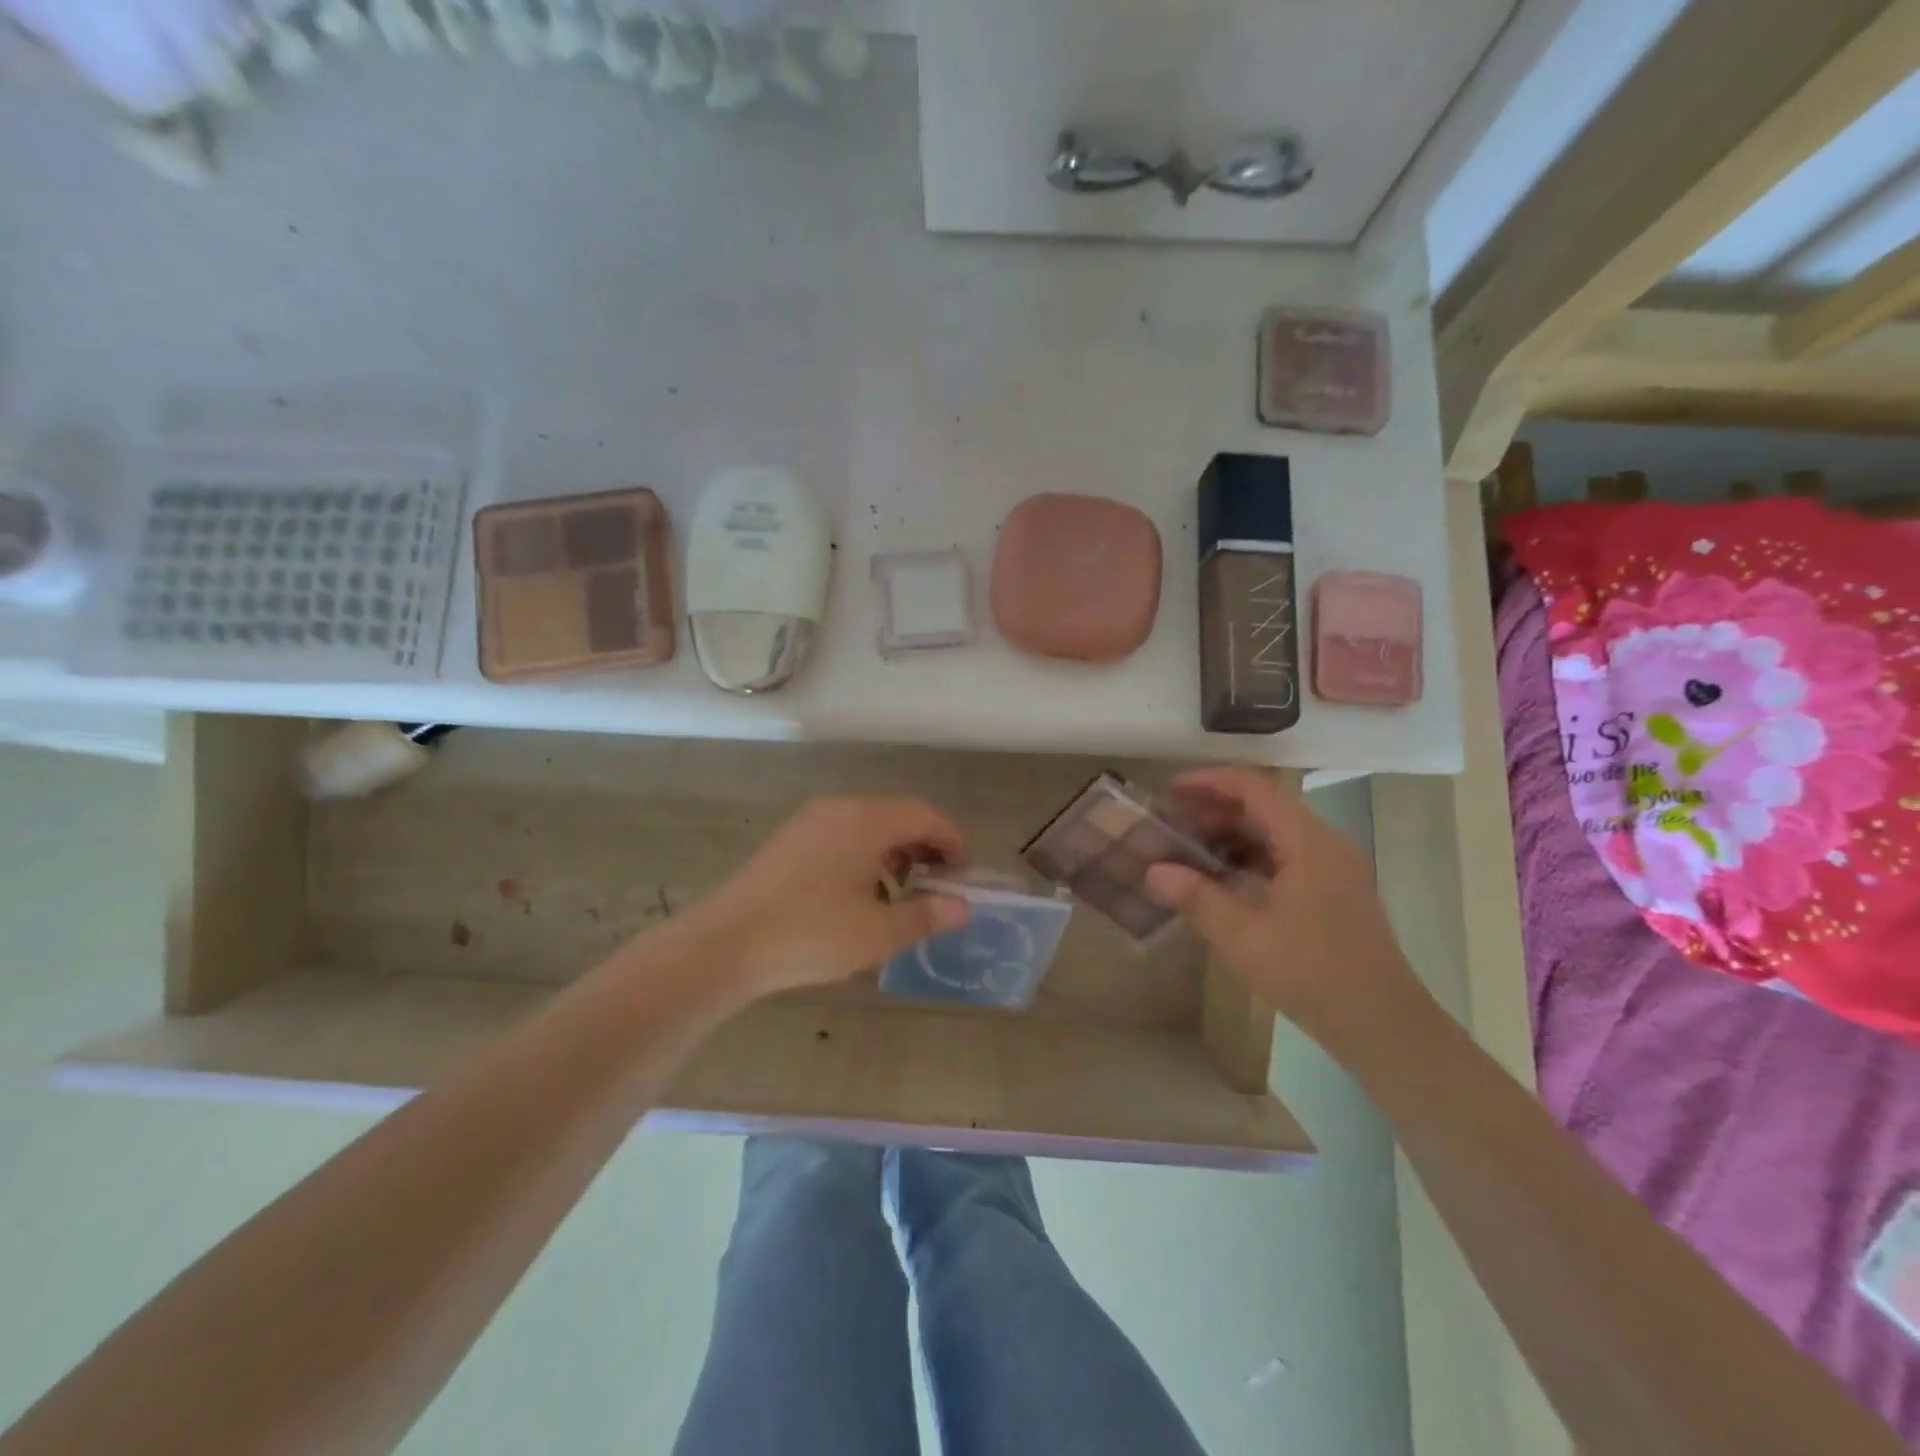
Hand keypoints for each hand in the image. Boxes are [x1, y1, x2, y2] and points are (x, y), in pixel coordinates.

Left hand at [691, 797, 972, 999]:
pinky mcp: (789, 840)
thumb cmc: (811, 933)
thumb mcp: (878, 932)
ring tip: (900, 895)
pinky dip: (865, 856)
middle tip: (936, 887)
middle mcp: (839, 808)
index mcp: (866, 820)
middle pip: (898, 815)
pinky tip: (859, 896)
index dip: (952, 841)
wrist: (724, 944)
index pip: (925, 815)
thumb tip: (961, 907)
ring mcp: (810, 821)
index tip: (963, 876)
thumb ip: (926, 914)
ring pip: (869, 826)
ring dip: (895, 853)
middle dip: (925, 847)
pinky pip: (842, 836)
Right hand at [1144, 768, 1424, 1053]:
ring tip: (1189, 849)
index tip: (1170, 789)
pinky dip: (1250, 857)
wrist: (1384, 1026)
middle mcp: (1325, 844)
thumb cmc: (1313, 975)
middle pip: (1265, 807)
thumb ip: (1197, 898)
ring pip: (1275, 832)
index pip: (1255, 789)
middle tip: (1172, 823)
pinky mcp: (1334, 891)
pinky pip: (1286, 856)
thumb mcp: (1244, 938)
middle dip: (1215, 809)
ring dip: (1232, 834)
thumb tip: (1153, 871)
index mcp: (1309, 843)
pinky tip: (1222, 878)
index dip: (1210, 782)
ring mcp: (1334, 867)